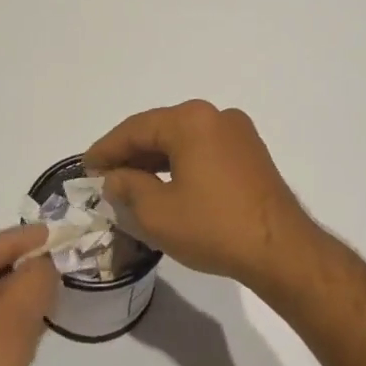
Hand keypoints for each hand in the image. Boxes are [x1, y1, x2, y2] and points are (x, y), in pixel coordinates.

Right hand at [85, 101, 321, 290]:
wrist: (281, 249)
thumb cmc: (214, 227)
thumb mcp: (157, 212)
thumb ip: (128, 188)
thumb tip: (116, 178)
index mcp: (191, 121)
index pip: (136, 129)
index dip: (106, 149)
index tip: (85, 168)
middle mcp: (216, 116)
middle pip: (161, 129)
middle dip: (131, 153)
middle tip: (104, 177)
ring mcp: (239, 133)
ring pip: (184, 140)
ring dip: (156, 160)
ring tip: (130, 183)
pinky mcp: (251, 153)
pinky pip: (205, 150)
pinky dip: (181, 164)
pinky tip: (166, 185)